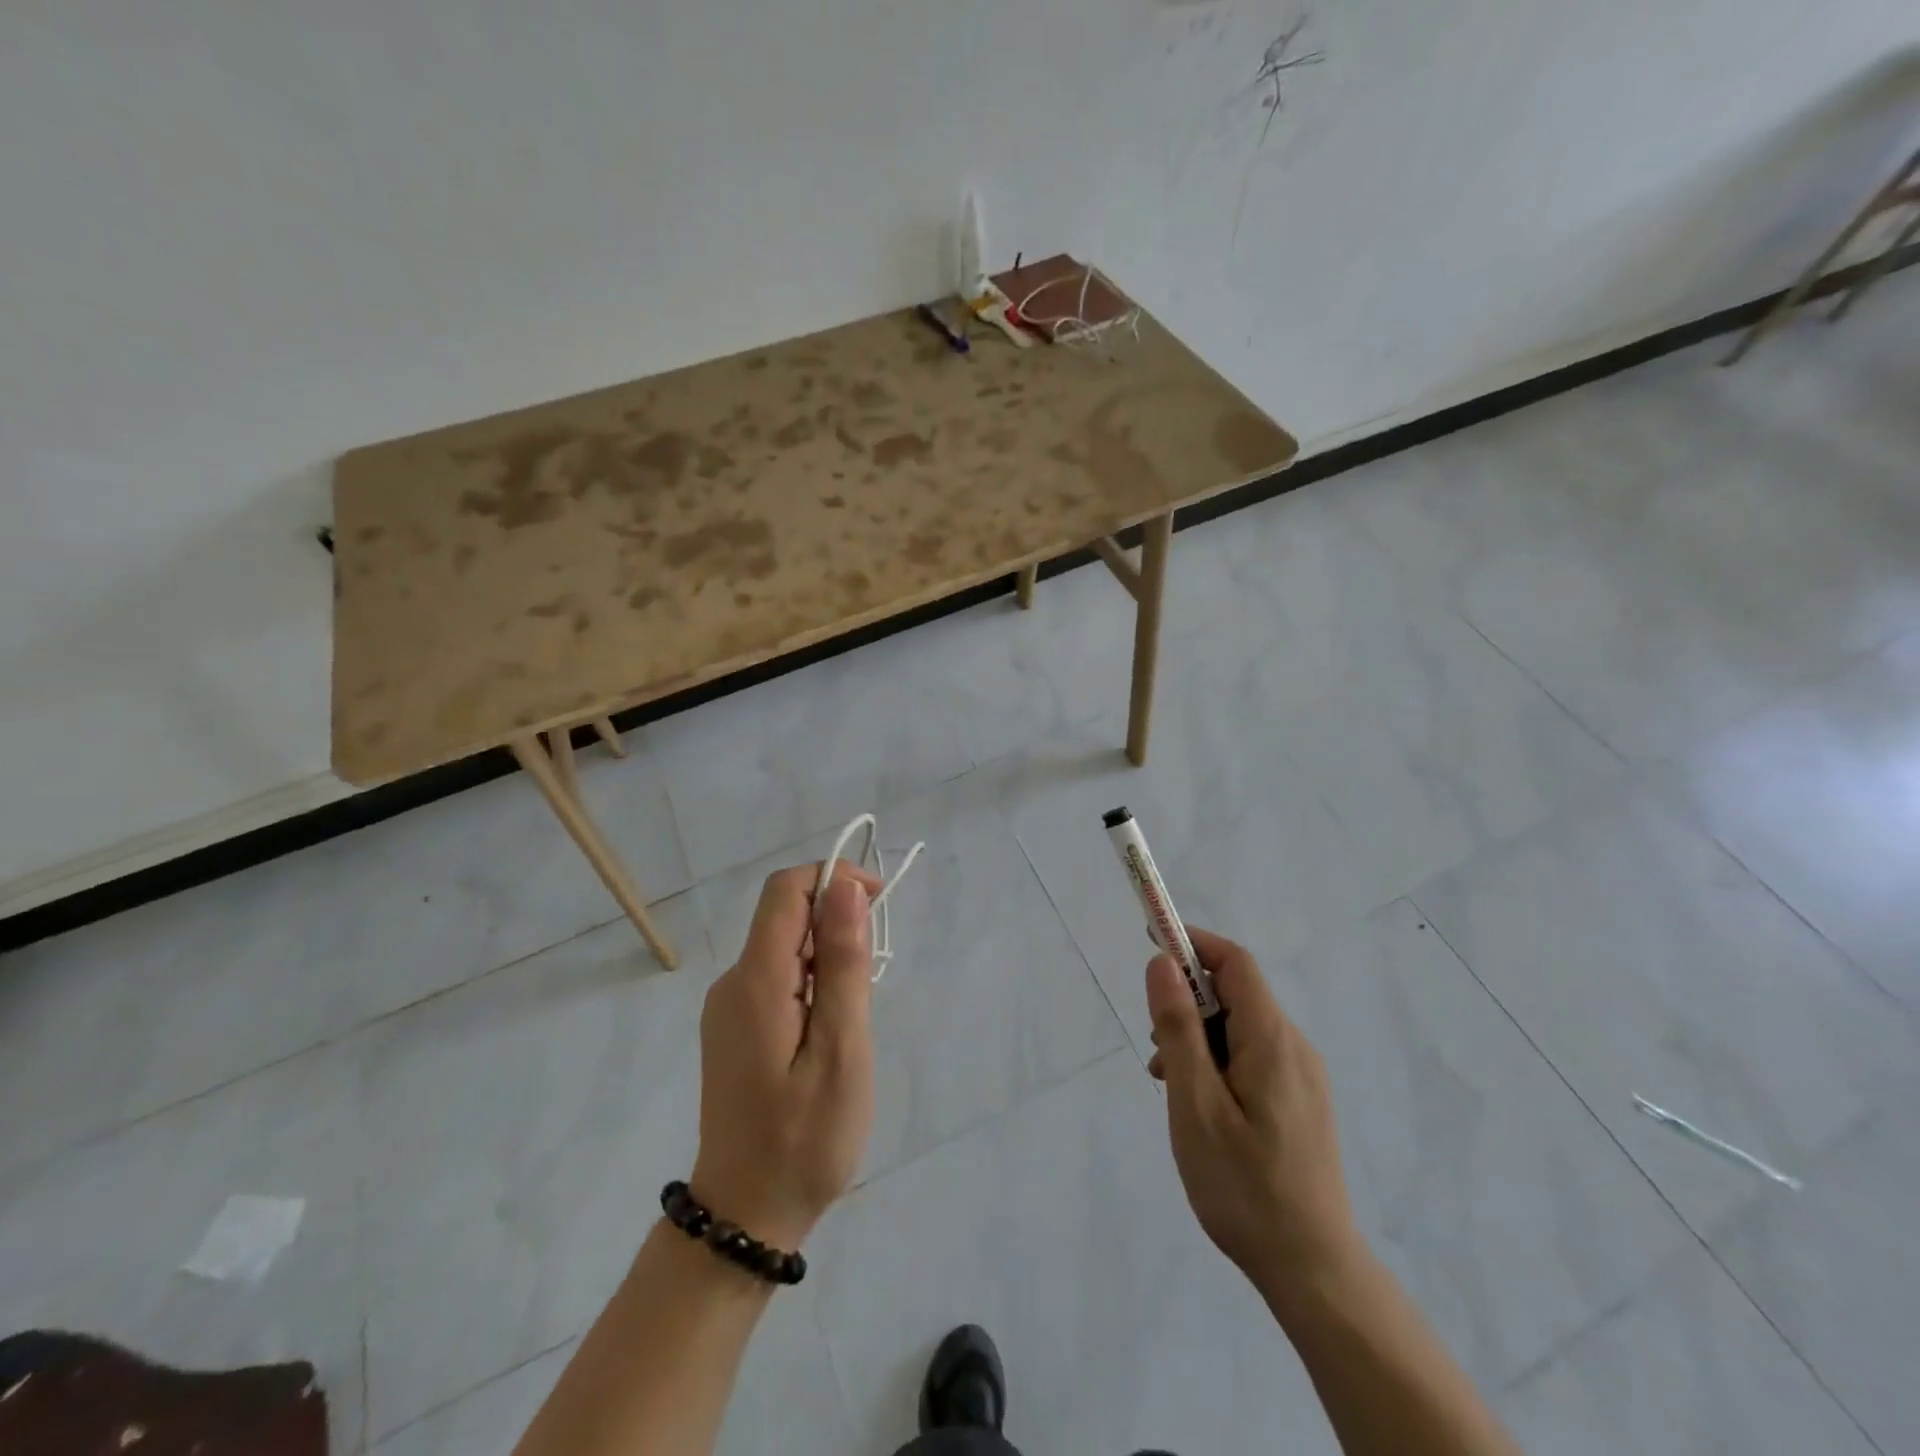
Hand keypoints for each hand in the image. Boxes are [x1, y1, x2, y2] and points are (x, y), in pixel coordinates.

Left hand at [690, 861, 881, 1250]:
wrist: (744, 1218)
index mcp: (755, 981)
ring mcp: (730, 1007)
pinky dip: (813, 984)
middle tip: (869, 991)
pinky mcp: (735, 1027)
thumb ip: (844, 964)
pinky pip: (778, 978)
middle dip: (837, 926)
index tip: (878, 906)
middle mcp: (733, 982)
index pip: (786, 890)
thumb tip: (845, 887)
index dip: (834, 879)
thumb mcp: (841, 1050)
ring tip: (851, 1024)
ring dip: (828, 959)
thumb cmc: (803, 1140)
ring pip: (786, 947)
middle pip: (786, 916)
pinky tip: (829, 1035)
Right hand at [1146, 927, 1359, 1306]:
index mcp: (1272, 1040)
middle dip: (1188, 1004)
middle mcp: (1294, 1047)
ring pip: (1240, 1029)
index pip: (1234, 962)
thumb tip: (1161, 962)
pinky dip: (1218, 1062)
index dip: (1192, 943)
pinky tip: (1200, 1107)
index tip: (1151, 945)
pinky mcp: (1301, 1102)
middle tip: (1156, 1050)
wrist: (1313, 1270)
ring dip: (1199, 1039)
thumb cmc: (1245, 1186)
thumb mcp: (1196, 1104)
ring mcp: (1302, 1076)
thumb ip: (1178, 1028)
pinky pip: (1252, 1058)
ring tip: (1171, 1087)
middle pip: (1235, 995)